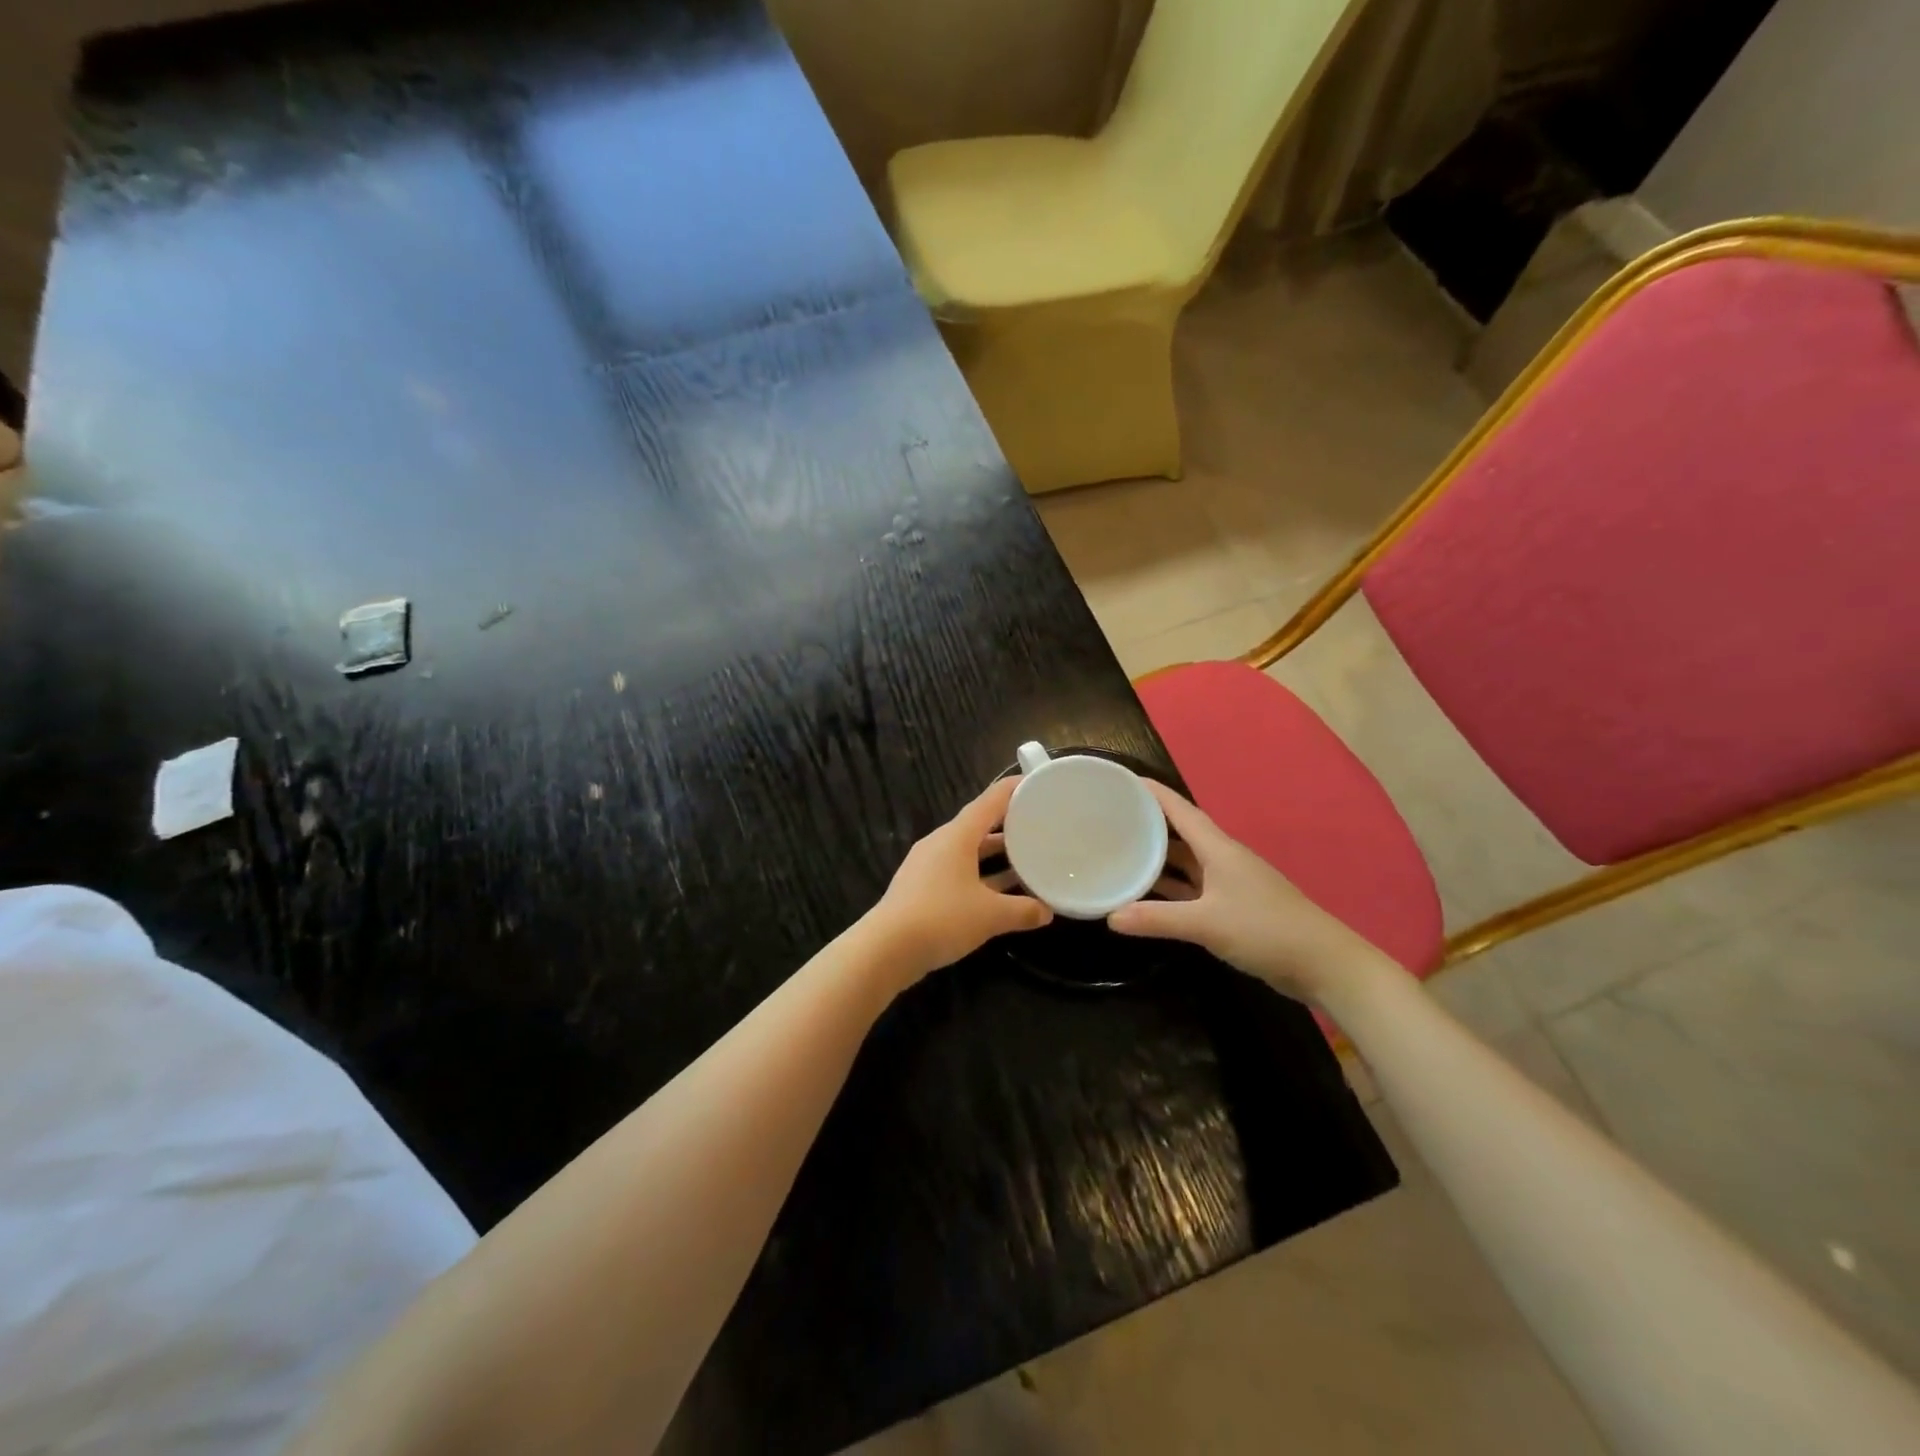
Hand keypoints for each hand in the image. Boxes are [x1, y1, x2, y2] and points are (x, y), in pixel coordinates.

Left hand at [865, 777, 1051, 985]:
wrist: (886, 949)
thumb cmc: (942, 919)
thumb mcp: (991, 915)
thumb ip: (1022, 910)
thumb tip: (1047, 911)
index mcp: (957, 836)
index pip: (990, 801)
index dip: (1013, 790)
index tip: (1036, 783)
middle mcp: (940, 843)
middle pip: (978, 825)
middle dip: (1007, 824)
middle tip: (1037, 824)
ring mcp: (927, 866)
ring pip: (968, 851)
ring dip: (994, 854)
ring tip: (1025, 858)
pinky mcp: (920, 888)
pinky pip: (957, 871)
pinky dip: (980, 875)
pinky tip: (998, 892)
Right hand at [1107, 781, 1383, 1005]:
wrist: (1323, 964)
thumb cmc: (1265, 930)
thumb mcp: (1206, 923)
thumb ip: (1157, 919)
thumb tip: (1110, 917)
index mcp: (1218, 849)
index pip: (1180, 810)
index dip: (1153, 793)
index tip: (1122, 781)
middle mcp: (1222, 859)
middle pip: (1180, 833)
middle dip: (1149, 824)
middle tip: (1110, 818)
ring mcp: (1229, 884)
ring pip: (1186, 862)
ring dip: (1157, 858)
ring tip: (1120, 852)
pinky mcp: (1233, 908)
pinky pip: (1192, 888)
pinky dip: (1170, 888)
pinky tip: (1147, 894)